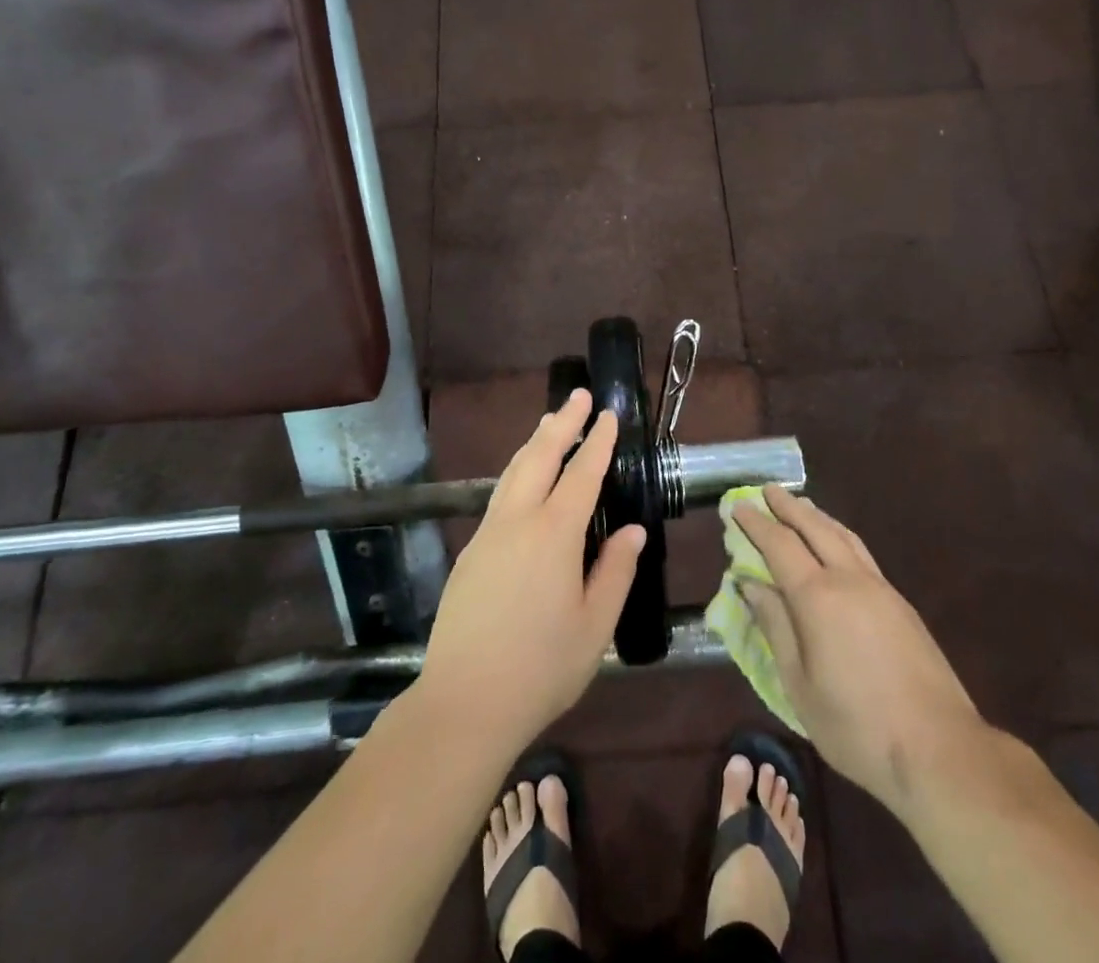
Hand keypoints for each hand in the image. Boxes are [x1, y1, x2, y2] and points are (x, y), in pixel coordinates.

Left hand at [418, 390, 645, 747]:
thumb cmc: (541, 668)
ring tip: (550, 422)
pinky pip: (499, 495)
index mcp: (554, 534)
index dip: (598, 441)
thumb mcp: (595, 626)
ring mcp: (488, 534)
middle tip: (578, 394)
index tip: (609, 413)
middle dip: (562, 422)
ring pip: (513, 471)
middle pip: (540, 455)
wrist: (464, 703)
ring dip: (535, 442)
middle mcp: (518, 521)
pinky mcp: (470, 552)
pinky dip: (517, 470)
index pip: (582, 473)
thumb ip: (616, 571)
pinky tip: (523, 478)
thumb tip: (634, 531)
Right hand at [736, 486, 993, 822]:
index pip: (779, 544)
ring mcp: (880, 588)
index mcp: (818, 597)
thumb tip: (750, 584)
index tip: (737, 506)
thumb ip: (775, 627)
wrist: (940, 749)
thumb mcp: (799, 685)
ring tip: (800, 506)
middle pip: (814, 528)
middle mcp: (849, 579)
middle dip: (787, 507)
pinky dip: (839, 535)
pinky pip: (860, 552)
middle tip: (767, 490)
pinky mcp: (901, 604)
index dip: (756, 524)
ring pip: (843, 535)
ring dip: (817, 516)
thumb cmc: (857, 726)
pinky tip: (836, 544)